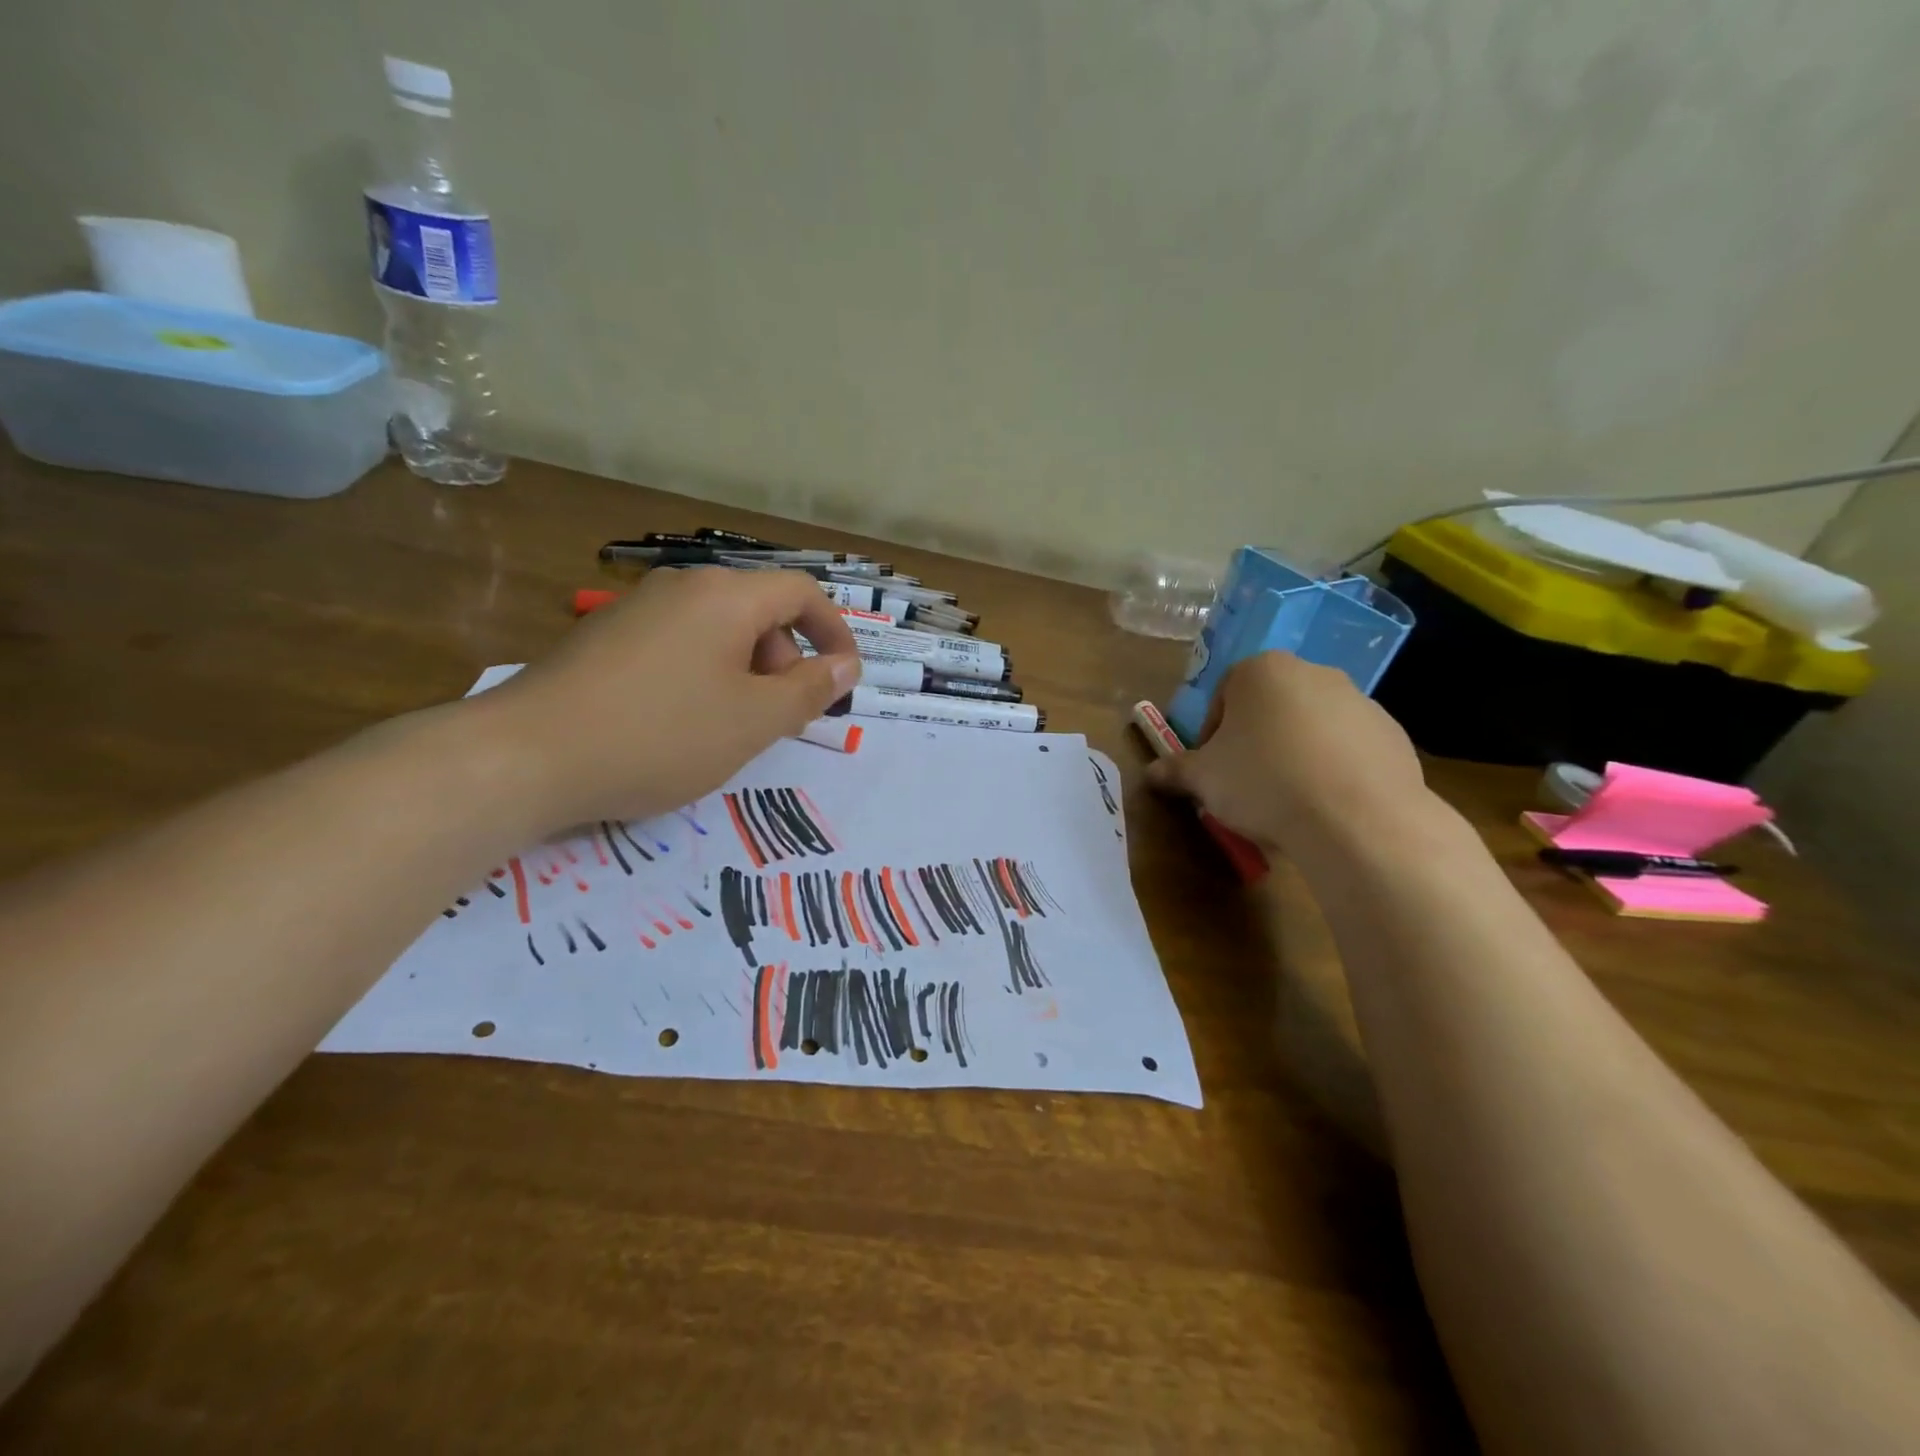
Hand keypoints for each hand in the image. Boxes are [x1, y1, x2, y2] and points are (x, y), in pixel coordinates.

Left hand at [473, 567, 860, 830]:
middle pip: (759, 609)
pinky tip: (681, 724)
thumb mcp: (754, 721)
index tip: (843, 680)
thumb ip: (809, 691)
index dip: (834, 632)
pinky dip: (704, 676)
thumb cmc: (661, 735)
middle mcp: (682, 588)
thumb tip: (845, 666)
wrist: (526, 757)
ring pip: (718, 630)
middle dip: (786, 660)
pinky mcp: (604, 639)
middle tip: (781, 716)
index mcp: (726, 596)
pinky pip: (678, 645)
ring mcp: (637, 610)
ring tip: (732, 727)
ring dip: (746, 672)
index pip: (802, 592)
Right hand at [1147, 651, 1425, 851]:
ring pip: (1311, 727)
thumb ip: (1175, 770)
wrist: (1357, 819)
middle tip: (1247, 786)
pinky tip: (1327, 806)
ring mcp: (1360, 700)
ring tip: (1290, 802)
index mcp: (1260, 670)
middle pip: (1269, 708)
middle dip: (1255, 742)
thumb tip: (1150, 773)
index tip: (1214, 771)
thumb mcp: (1203, 780)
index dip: (1212, 737)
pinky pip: (1349, 749)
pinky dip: (1335, 770)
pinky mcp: (1393, 734)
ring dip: (1295, 755)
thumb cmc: (1263, 782)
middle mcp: (1312, 672)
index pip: (1222, 698)